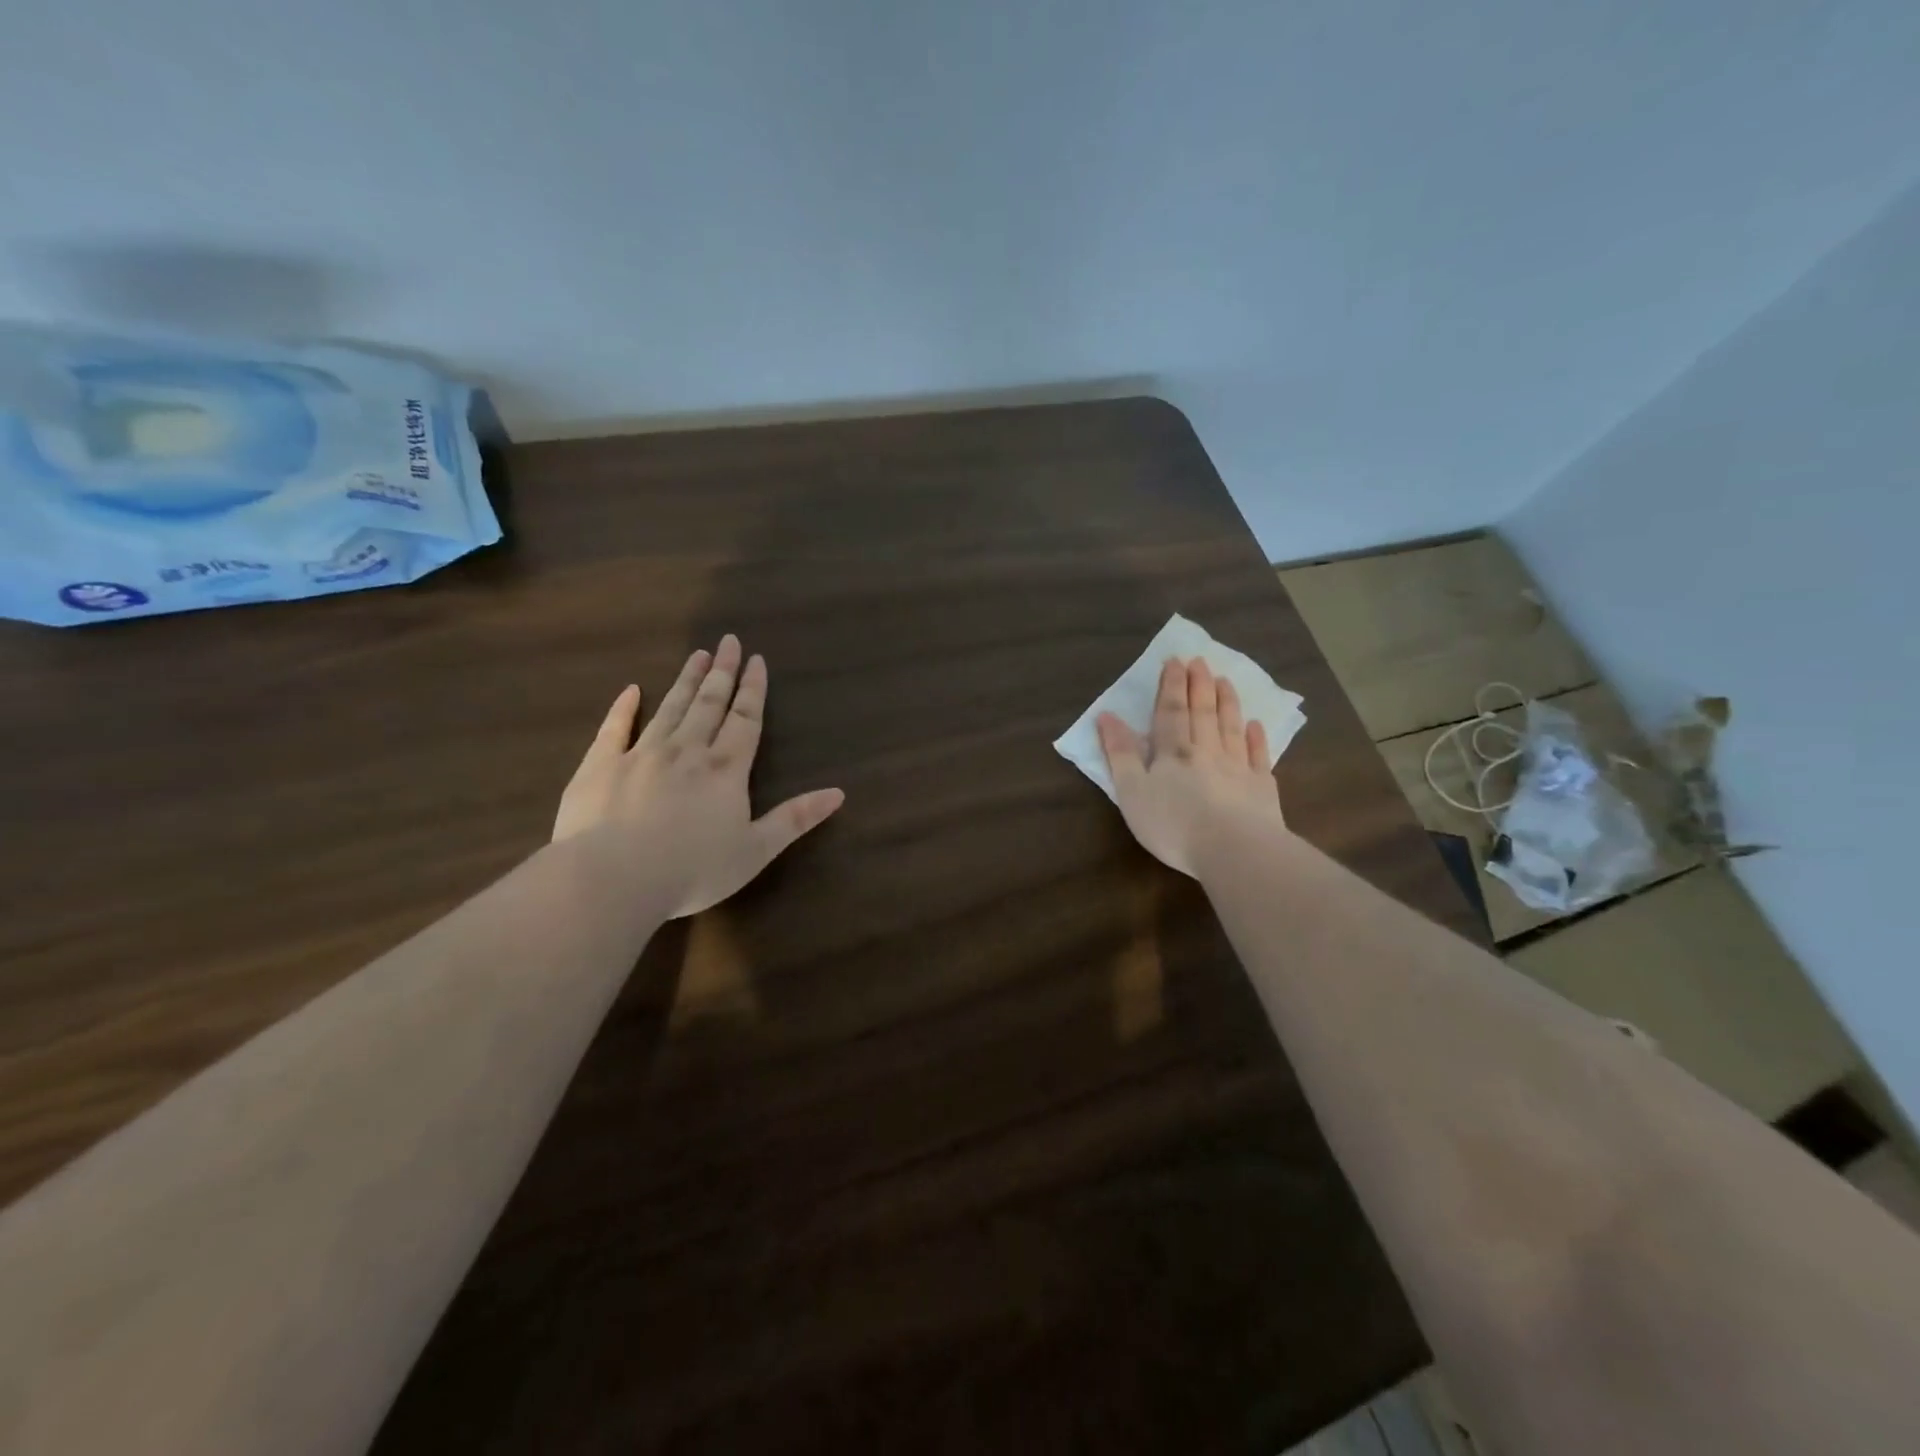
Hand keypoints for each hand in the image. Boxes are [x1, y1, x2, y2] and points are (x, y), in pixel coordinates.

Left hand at [553, 634, 845, 917]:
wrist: (612, 878)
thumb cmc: (692, 869)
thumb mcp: (756, 850)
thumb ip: (795, 818)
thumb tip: (839, 793)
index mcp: (725, 769)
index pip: (745, 720)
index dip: (753, 689)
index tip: (756, 659)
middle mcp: (687, 751)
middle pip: (709, 704)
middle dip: (722, 672)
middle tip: (728, 641)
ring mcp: (641, 754)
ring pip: (670, 708)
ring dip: (686, 681)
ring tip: (697, 655)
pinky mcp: (601, 766)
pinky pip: (614, 728)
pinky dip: (624, 707)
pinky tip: (632, 690)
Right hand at [1097, 657, 1284, 876]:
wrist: (1233, 850)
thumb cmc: (1173, 824)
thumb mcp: (1132, 791)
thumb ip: (1119, 754)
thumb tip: (1106, 716)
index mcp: (1173, 752)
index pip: (1170, 711)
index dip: (1171, 686)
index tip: (1175, 661)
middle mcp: (1206, 751)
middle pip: (1202, 712)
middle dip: (1199, 685)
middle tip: (1201, 660)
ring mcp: (1237, 768)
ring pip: (1230, 727)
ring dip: (1227, 702)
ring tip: (1225, 680)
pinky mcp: (1261, 788)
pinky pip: (1257, 756)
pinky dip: (1256, 738)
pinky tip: (1255, 726)